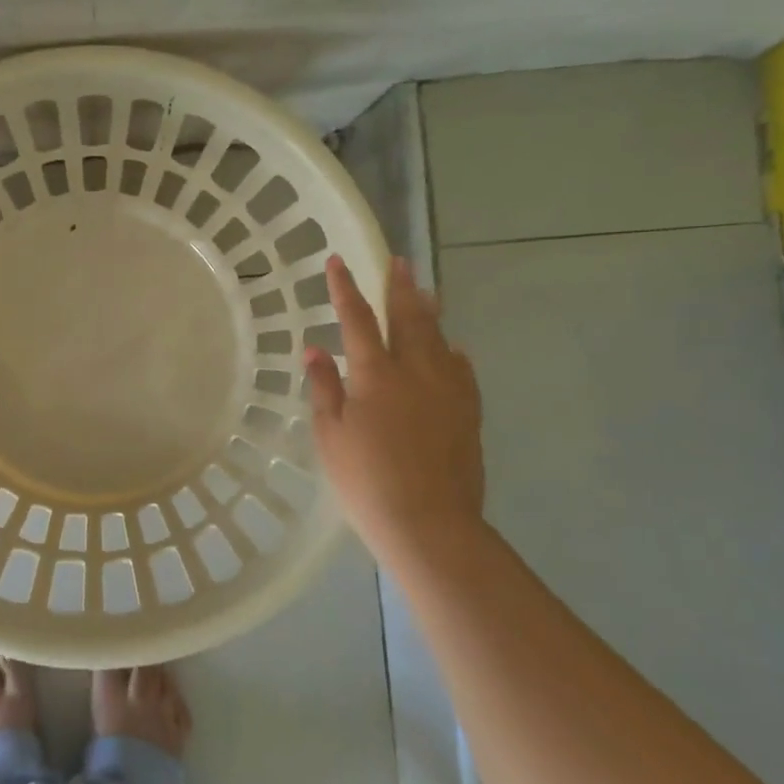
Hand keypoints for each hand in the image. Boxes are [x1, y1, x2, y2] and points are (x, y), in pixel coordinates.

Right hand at [304, 256, 485, 562]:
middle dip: (399, 286)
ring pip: (439, 337)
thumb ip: (324, 388)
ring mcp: (448, 389)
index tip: (338, 261)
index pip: (356, 319)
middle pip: (408, 317)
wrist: (429, 522)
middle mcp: (415, 371)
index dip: (345, 288)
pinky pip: (462, 369)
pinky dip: (451, 352)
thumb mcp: (331, 435)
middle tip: (398, 261)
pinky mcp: (469, 411)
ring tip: (424, 291)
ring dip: (428, 311)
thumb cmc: (366, 480)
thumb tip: (315, 349)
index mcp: (375, 374)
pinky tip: (452, 350)